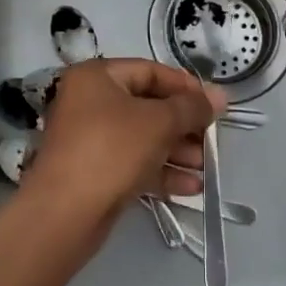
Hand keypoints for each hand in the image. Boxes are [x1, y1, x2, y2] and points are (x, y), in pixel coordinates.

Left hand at [21, 59, 224, 228]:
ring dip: (177, 151)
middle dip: (184, 125)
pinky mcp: (94, 172)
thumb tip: (220, 95)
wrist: (64, 214)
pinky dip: (161, 172)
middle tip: (212, 139)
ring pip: (143, 138)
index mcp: (97, 77)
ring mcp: (90, 139)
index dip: (185, 86)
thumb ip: (192, 107)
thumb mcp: (159, 122)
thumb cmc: (112, 150)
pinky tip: (191, 187)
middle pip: (148, 106)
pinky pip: (133, 163)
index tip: (213, 104)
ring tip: (206, 167)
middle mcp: (90, 102)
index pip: (150, 71)